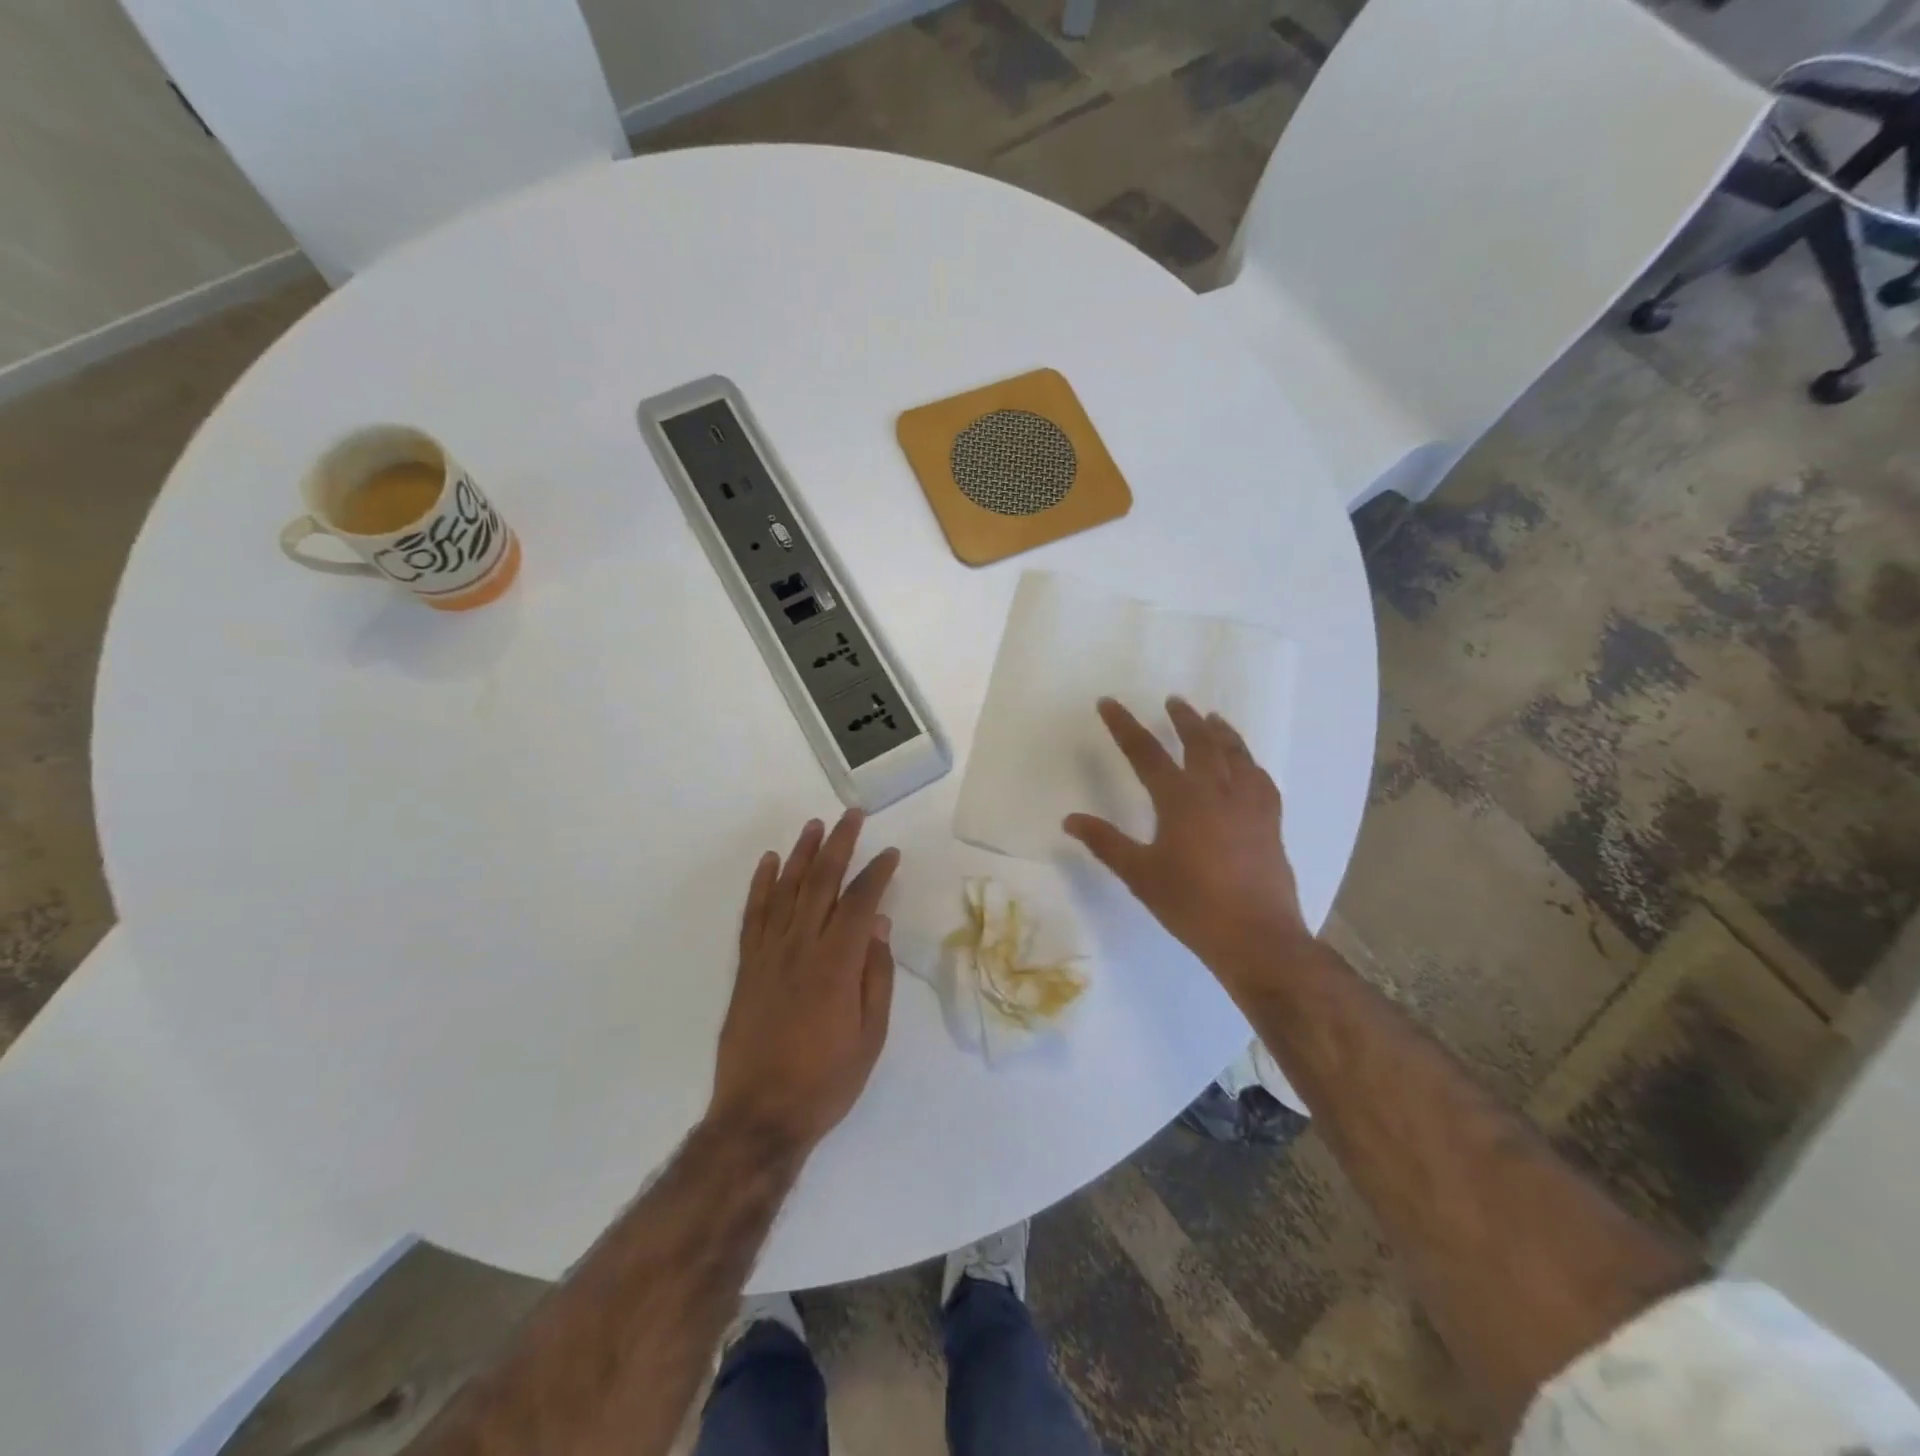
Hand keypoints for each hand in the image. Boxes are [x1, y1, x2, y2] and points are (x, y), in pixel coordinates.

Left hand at [709, 811, 900, 1154]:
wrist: (760, 1116)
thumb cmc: (826, 1080)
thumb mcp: (871, 1036)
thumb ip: (876, 975)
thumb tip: (881, 924)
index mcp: (837, 964)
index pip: (861, 902)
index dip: (877, 873)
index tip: (891, 853)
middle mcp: (801, 948)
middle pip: (821, 883)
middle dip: (839, 845)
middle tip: (852, 816)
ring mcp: (768, 954)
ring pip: (785, 890)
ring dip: (801, 854)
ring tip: (815, 825)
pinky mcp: (747, 967)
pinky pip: (753, 915)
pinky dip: (760, 885)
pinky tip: (768, 862)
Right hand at [1064, 697, 1310, 992]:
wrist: (1256, 937)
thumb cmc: (1191, 905)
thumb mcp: (1140, 875)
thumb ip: (1105, 843)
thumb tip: (1070, 819)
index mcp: (1180, 800)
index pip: (1146, 753)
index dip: (1124, 726)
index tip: (1109, 703)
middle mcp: (1217, 791)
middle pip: (1200, 742)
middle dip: (1183, 719)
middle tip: (1174, 701)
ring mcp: (1249, 805)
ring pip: (1236, 754)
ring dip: (1221, 732)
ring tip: (1212, 718)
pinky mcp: (1270, 822)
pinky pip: (1261, 780)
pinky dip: (1250, 763)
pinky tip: (1248, 765)